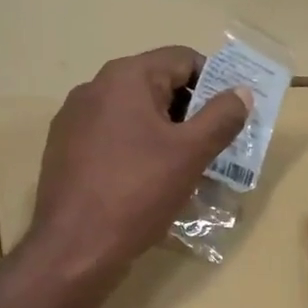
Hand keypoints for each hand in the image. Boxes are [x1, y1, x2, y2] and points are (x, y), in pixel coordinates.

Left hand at [30, 46, 250, 275]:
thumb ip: (221, 117)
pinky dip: (137, 150)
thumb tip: (241, 92)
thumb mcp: (191, 154)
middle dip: (190, 112)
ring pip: (135, 114)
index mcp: (125, 77)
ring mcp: (75, 120)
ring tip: (187, 168)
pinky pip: (113, 137)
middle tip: (215, 145)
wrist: (74, 248)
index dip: (214, 82)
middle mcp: (95, 88)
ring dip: (165, 133)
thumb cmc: (137, 192)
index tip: (231, 116)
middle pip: (157, 85)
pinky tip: (149, 182)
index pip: (182, 59)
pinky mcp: (65, 150)